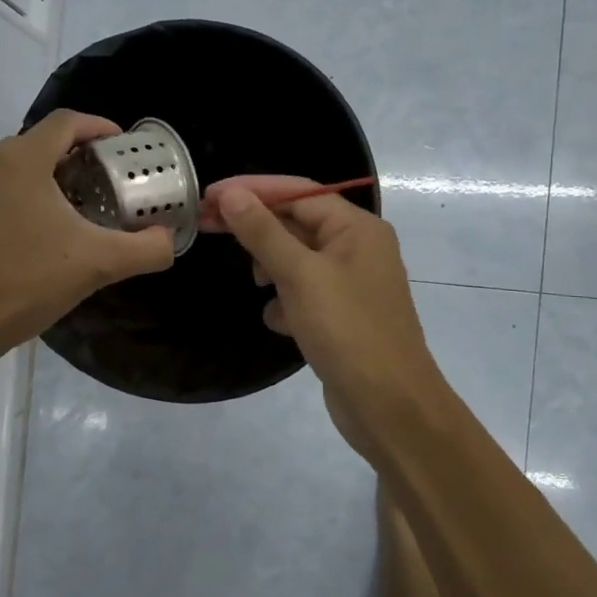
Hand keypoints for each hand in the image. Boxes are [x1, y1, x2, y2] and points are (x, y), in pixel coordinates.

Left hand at [0, 111, 174, 362]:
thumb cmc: (23, 282)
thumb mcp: (97, 265)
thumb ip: (145, 249)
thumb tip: (168, 241)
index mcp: (21, 160)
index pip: (66, 122)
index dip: (99, 126)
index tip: (122, 145)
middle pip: (40, 144)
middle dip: (77, 157)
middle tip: (106, 183)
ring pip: (15, 170)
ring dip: (49, 181)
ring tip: (77, 212)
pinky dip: (23, 201)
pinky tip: (38, 239)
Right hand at [207, 178, 449, 451]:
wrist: (390, 407)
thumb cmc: (348, 331)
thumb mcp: (300, 275)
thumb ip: (264, 232)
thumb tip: (231, 194)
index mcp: (357, 228)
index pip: (298, 191)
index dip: (253, 190)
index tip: (210, 195)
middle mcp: (358, 248)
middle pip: (296, 222)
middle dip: (256, 228)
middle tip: (206, 225)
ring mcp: (351, 284)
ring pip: (297, 260)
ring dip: (272, 267)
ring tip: (257, 284)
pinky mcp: (341, 316)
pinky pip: (304, 294)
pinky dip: (286, 302)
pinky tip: (279, 322)